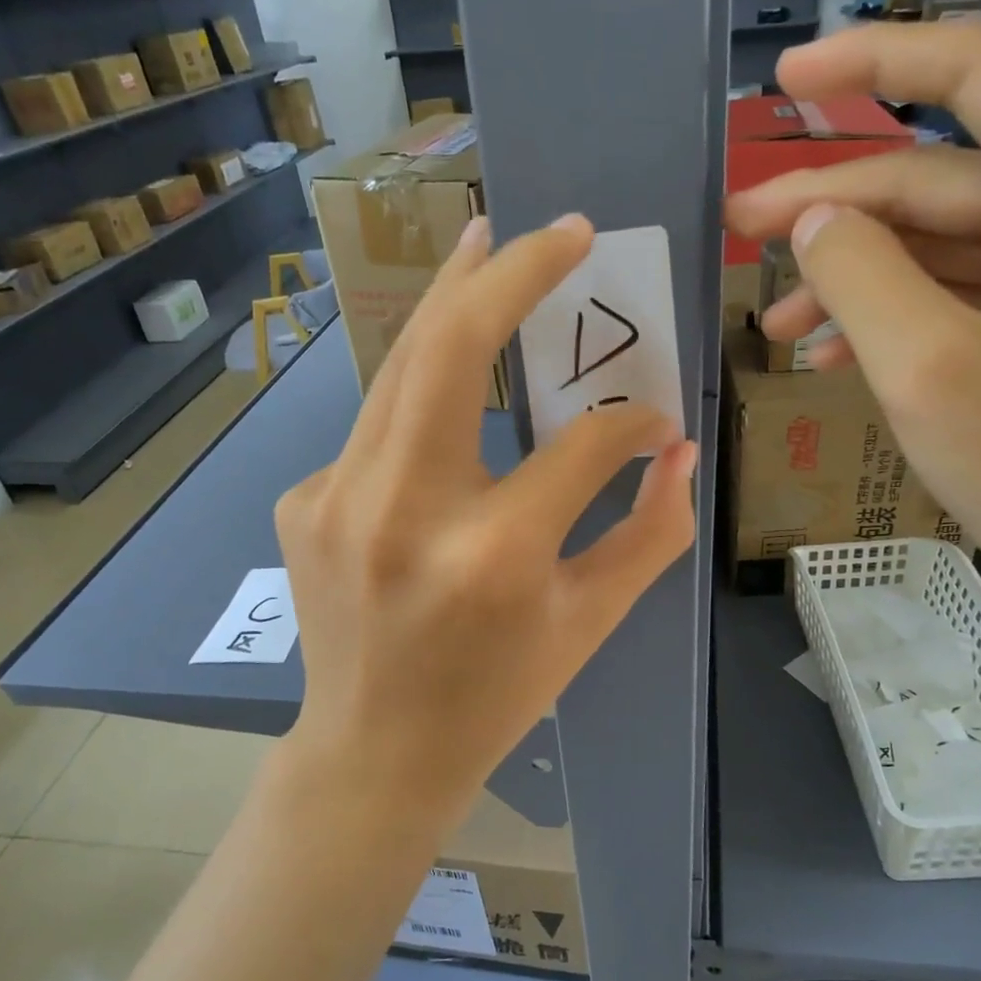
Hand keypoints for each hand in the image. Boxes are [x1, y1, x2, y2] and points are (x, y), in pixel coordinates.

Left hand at [275, 216, 696, 822]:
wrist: (373, 751)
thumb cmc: (495, 695)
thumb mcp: (590, 626)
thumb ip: (651, 534)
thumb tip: (676, 447)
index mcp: (492, 555)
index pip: (582, 445)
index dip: (631, 422)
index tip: (652, 422)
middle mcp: (404, 511)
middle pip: (452, 351)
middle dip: (512, 275)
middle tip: (559, 230)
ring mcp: (336, 498)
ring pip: (401, 366)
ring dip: (449, 299)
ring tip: (484, 243)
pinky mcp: (303, 498)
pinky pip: (378, 426)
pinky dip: (420, 396)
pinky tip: (444, 396)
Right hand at [724, 23, 980, 647]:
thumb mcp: (927, 369)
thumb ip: (856, 275)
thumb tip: (809, 220)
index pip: (975, 75)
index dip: (871, 63)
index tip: (782, 82)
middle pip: (939, 178)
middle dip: (833, 210)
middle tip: (738, 232)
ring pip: (939, 245)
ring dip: (851, 278)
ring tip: (772, 325)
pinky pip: (958, 295)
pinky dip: (890, 317)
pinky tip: (825, 357)